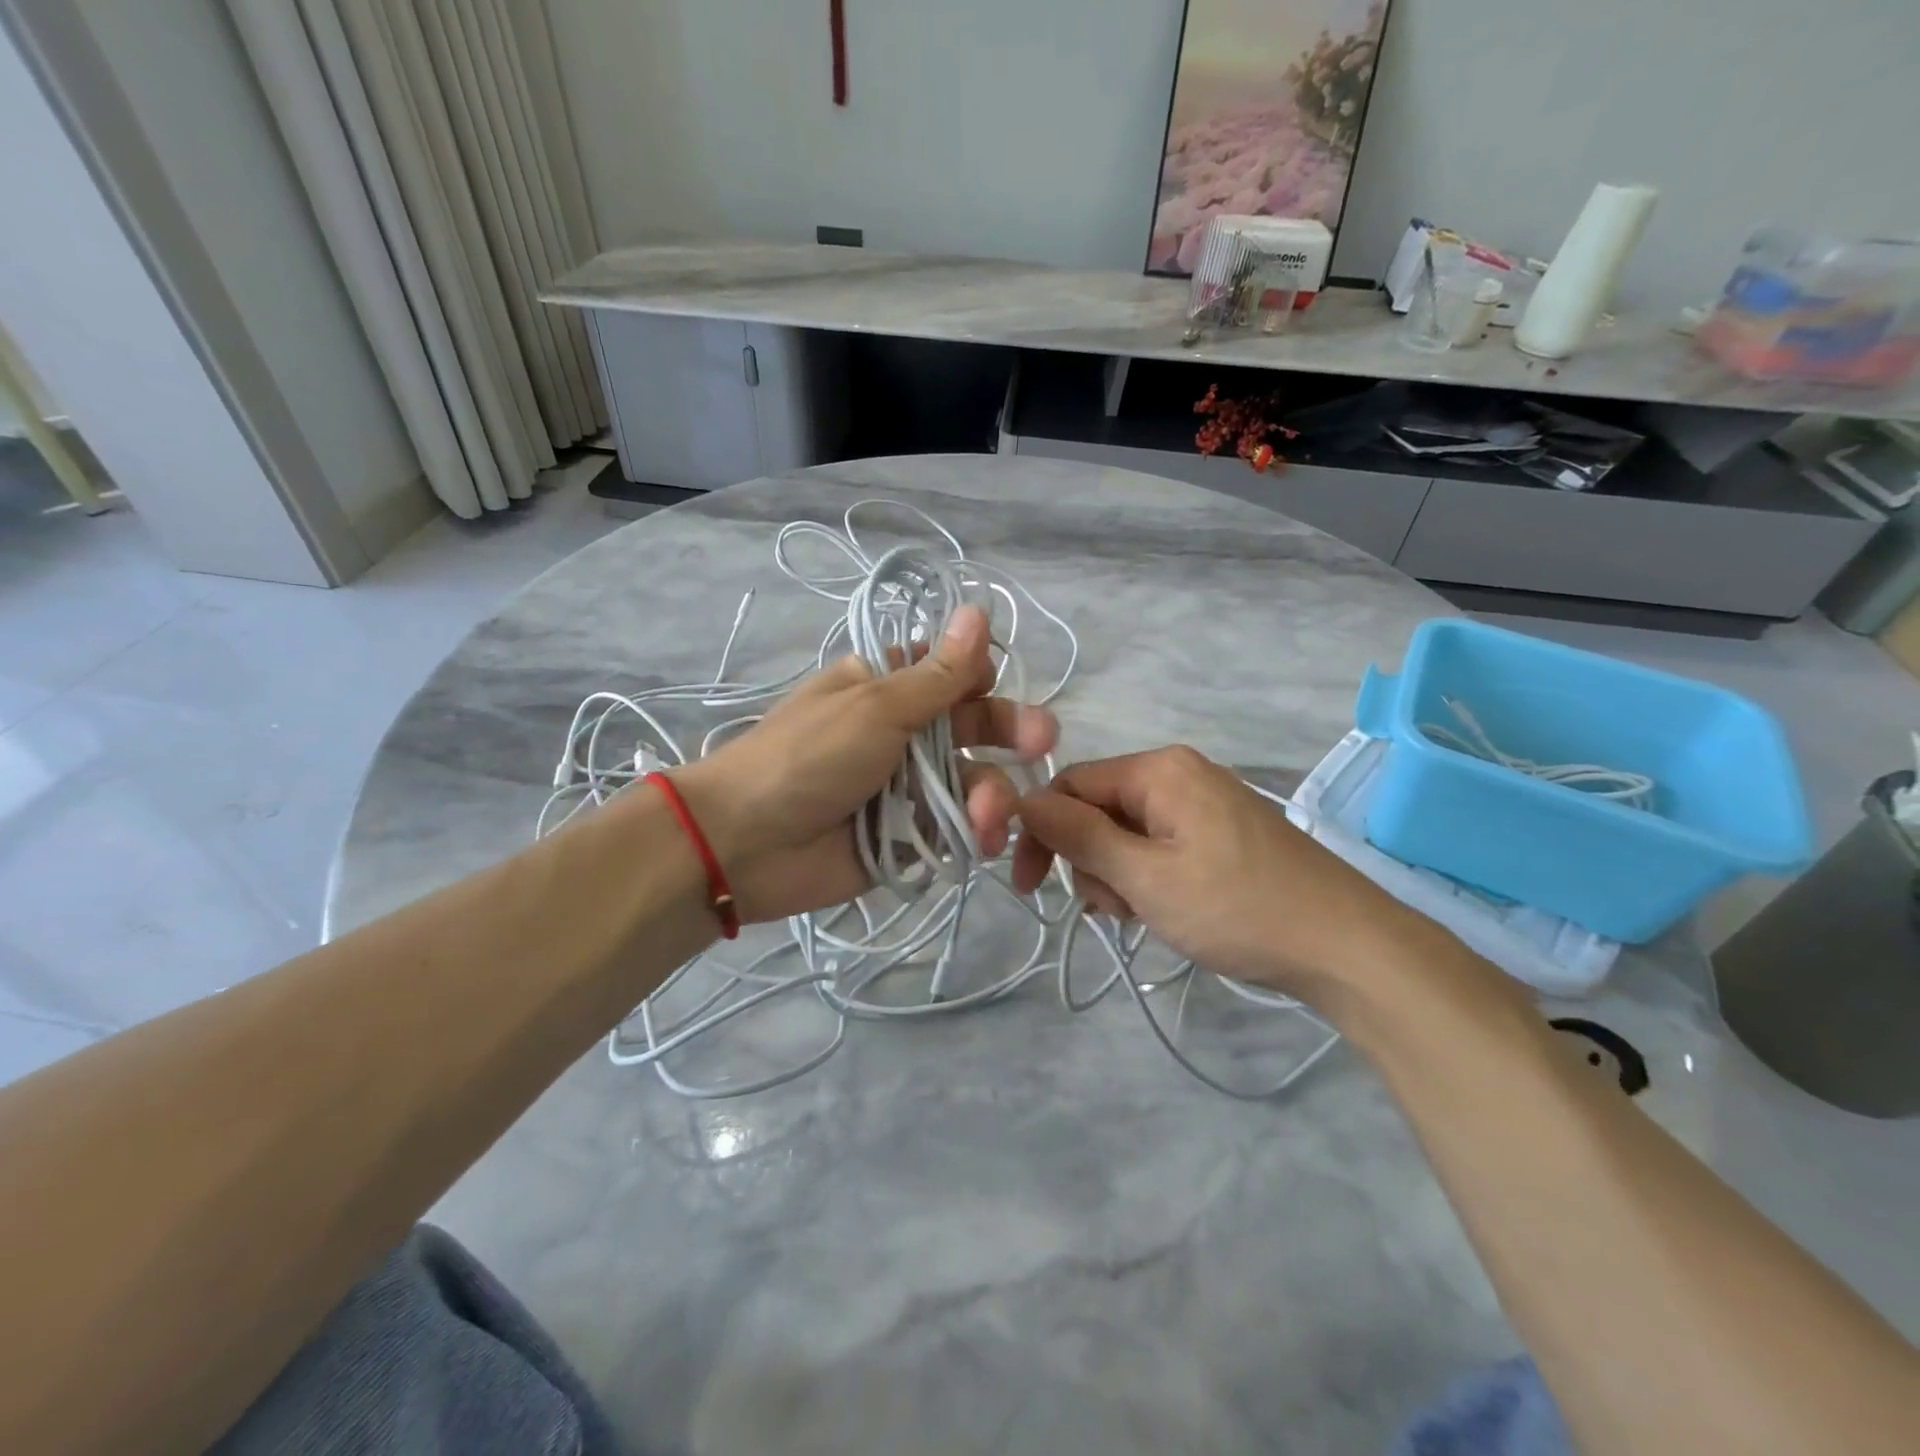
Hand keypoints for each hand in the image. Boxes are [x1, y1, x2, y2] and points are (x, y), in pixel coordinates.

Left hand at [672, 605, 1056, 921]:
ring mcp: (907, 789)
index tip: (998, 685)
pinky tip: (983, 840)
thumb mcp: (876, 706)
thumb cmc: (808, 757)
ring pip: (971, 782)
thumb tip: (978, 609)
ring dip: (990, 795)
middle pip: (971, 727)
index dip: (981, 679)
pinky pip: (957, 830)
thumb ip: (937, 673)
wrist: (746, 844)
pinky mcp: (909, 838)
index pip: (950, 675)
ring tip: (989, 816)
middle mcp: (902, 734)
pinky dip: (974, 834)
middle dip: (1008, 734)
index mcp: (886, 688)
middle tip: (1043, 742)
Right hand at [1011, 746, 1424, 1003]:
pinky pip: (1161, 845)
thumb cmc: (1237, 908)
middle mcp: (1180, 773)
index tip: (1029, 886)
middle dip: (1089, 860)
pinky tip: (1165, 912)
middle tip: (1110, 910)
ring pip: (1128, 832)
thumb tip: (1023, 801)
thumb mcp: (1145, 876)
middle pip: (1099, 808)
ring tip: (1143, 917)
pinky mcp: (1223, 833)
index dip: (1041, 832)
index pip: (1071, 785)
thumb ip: (1079, 835)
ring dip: (1118, 876)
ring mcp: (1206, 802)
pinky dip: (1149, 878)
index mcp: (1160, 770)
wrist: (1347, 947)